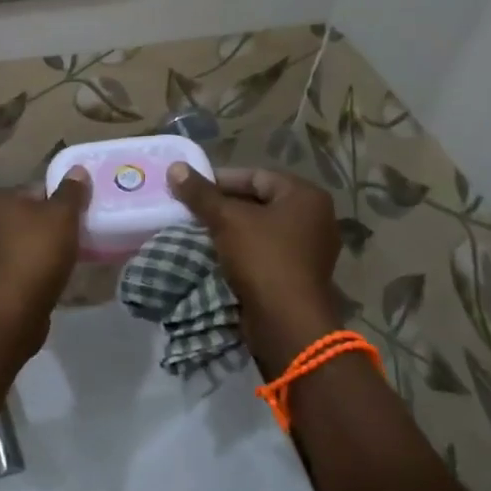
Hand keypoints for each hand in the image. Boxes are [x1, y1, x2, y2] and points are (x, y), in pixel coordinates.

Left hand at [0, 169, 90, 357]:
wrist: (9, 314)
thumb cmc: (35, 255)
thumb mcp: (62, 216)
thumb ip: (70, 191)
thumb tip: (77, 170)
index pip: (27, 193)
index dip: (53, 204)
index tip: (71, 220)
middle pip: (18, 219)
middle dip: (39, 227)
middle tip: (67, 241)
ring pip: (11, 244)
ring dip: (30, 250)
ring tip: (57, 263)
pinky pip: (7, 268)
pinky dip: (22, 272)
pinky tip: (41, 281)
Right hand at [169, 165, 342, 361]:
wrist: (287, 323)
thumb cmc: (263, 259)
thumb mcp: (227, 220)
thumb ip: (200, 193)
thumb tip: (175, 167)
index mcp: (305, 196)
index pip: (256, 176)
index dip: (220, 180)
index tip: (191, 189)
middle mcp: (315, 217)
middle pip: (259, 201)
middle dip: (224, 205)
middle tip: (192, 210)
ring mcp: (310, 248)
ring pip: (261, 227)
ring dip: (232, 228)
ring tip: (199, 231)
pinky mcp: (300, 273)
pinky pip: (267, 250)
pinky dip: (243, 249)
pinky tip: (218, 254)